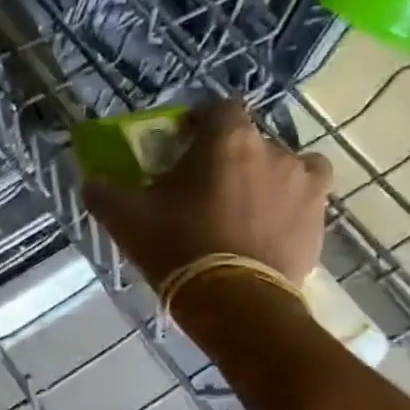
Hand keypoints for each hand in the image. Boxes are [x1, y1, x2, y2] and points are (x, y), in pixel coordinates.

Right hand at [82, 101, 332, 286]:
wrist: (234, 301)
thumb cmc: (178, 246)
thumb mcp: (126, 218)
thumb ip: (104, 191)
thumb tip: (91, 179)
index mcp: (227, 140)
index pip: (218, 108)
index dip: (200, 122)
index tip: (183, 144)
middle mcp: (274, 150)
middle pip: (249, 140)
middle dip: (228, 157)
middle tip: (204, 187)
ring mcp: (304, 183)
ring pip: (282, 167)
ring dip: (263, 179)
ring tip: (240, 209)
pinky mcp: (318, 218)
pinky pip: (303, 199)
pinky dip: (285, 206)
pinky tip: (264, 230)